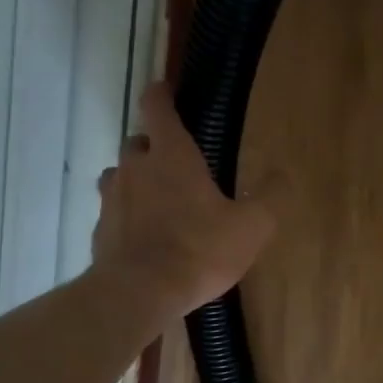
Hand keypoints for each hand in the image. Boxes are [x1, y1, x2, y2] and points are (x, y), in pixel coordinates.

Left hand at [92, 82, 275, 318]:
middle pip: (138, 141)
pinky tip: (148, 238)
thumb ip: (269, 197)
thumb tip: (282, 175)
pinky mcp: (100, 230)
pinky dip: (129, 215)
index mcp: (172, 156)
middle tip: (181, 165)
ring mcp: (112, 199)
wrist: (140, 293)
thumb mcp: (252, 226)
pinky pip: (115, 211)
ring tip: (162, 201)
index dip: (161, 94)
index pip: (157, 107)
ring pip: (121, 175)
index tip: (166, 89)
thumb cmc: (200, 250)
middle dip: (156, 147)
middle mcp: (135, 168)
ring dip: (139, 180)